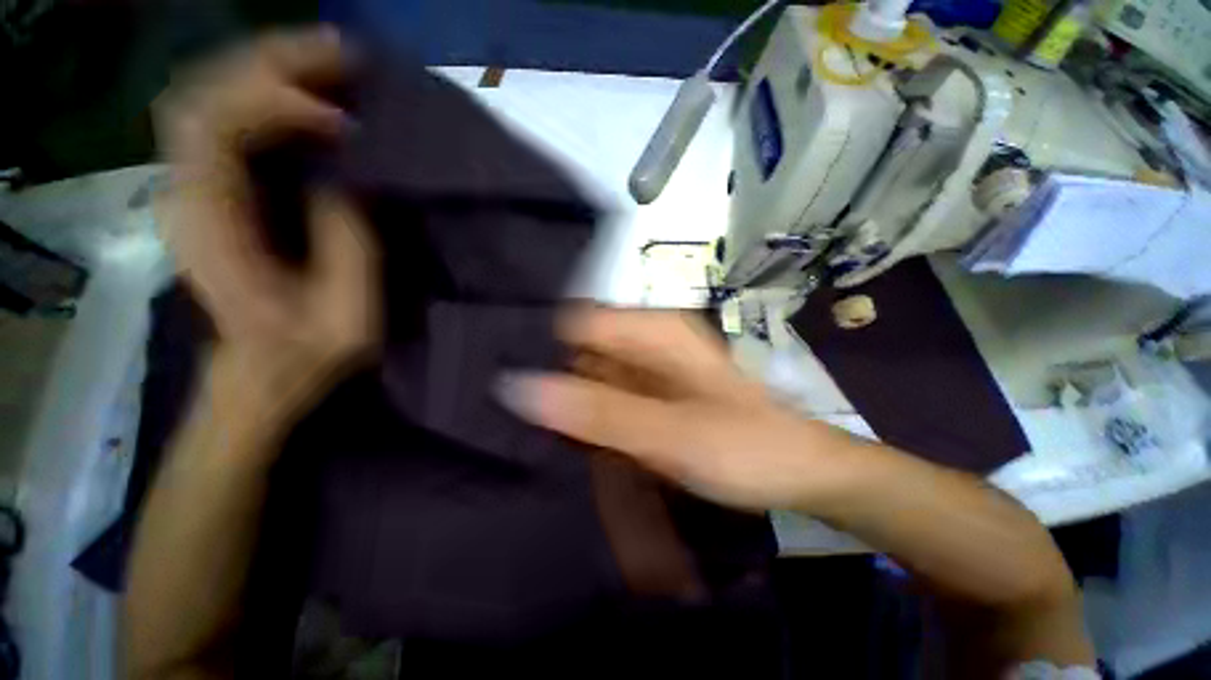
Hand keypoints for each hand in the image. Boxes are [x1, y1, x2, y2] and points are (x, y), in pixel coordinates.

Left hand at [156, 28, 379, 445]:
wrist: (245, 376)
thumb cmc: (292, 359)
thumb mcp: (345, 326)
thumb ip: (351, 248)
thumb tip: (343, 173)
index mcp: (215, 233)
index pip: (223, 128)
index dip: (281, 105)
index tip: (338, 122)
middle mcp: (189, 194)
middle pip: (214, 90)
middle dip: (279, 61)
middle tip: (342, 57)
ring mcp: (188, 181)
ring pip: (211, 86)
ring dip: (267, 61)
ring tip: (323, 58)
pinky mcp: (199, 178)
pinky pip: (215, 101)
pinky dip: (253, 78)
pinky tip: (292, 78)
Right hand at [499, 307, 860, 512]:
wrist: (801, 477)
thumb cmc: (746, 449)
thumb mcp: (669, 433)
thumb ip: (595, 412)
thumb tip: (513, 384)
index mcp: (656, 332)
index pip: (572, 319)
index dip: (533, 345)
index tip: (488, 378)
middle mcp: (650, 346)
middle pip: (578, 350)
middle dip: (541, 379)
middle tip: (490, 415)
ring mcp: (653, 380)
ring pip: (590, 382)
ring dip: (559, 406)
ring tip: (508, 433)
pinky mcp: (656, 410)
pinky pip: (607, 409)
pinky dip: (584, 424)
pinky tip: (553, 446)